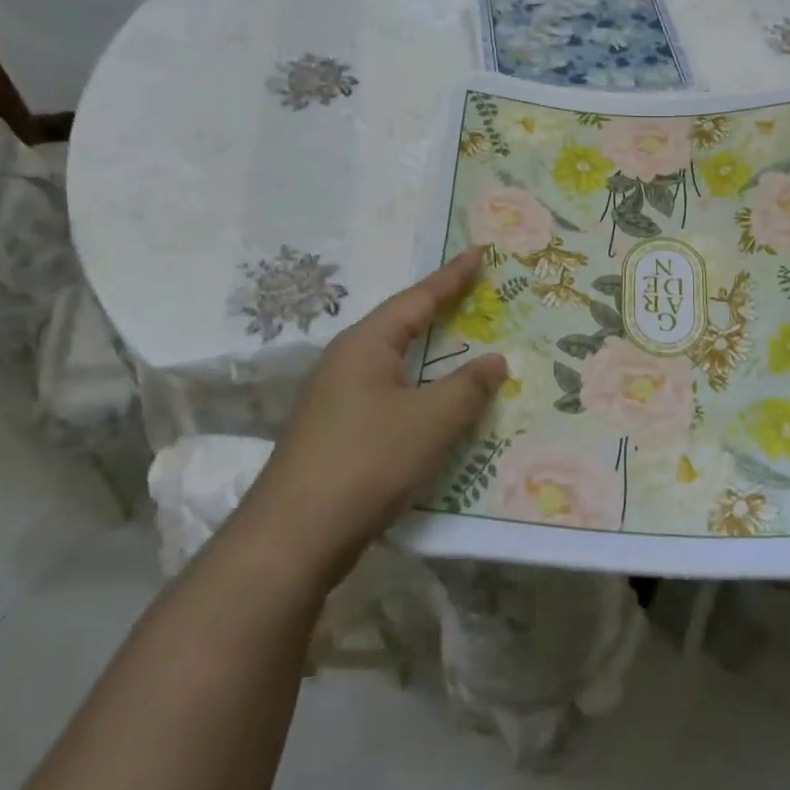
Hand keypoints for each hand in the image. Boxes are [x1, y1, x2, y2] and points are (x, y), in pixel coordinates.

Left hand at [238, 249, 506, 591]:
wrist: (293, 537)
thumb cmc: (367, 461)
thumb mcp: (431, 421)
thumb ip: (468, 387)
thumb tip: (496, 360)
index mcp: (366, 344)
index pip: (418, 298)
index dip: (453, 277)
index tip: (480, 253)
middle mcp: (347, 361)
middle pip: (403, 326)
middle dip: (441, 311)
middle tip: (479, 296)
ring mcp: (337, 398)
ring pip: (396, 364)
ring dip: (432, 356)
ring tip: (465, 345)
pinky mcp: (337, 432)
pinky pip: (389, 395)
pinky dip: (419, 390)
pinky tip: (436, 405)